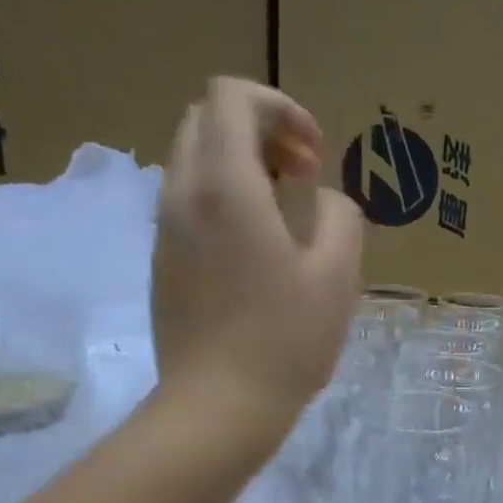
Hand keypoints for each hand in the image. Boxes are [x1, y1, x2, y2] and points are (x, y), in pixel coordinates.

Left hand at [152, 77, 363, 418]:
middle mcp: (183, 192)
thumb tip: (322, 199)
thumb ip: (340, 216)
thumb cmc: (285, 339)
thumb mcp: (337, 275)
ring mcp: (165, 229)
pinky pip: (188, 204)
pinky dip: (223, 201)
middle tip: (302, 178)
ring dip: (241, 168)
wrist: (219, 406)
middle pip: (207, 121)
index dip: (281, 108)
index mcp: (226, 184)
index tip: (314, 155)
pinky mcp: (162, 262)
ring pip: (194, 162)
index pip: (233, 96)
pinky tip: (256, 253)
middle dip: (259, 132)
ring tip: (284, 218)